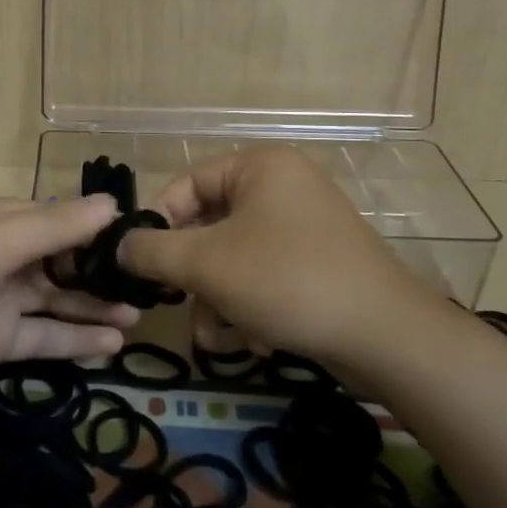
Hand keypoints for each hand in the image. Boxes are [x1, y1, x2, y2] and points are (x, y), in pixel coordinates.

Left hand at [0, 194, 139, 427]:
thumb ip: (55, 226)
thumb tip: (113, 204)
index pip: (54, 216)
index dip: (95, 228)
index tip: (142, 241)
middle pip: (56, 259)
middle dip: (98, 272)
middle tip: (149, 287)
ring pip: (52, 299)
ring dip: (91, 307)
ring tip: (139, 318)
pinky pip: (38, 336)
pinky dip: (72, 339)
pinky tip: (111, 345)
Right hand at [117, 148, 442, 362]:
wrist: (386, 337)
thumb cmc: (287, 281)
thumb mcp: (207, 264)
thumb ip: (154, 251)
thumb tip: (119, 245)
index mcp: (259, 167)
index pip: (187, 183)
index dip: (158, 222)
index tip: (140, 263)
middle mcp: (282, 187)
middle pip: (210, 225)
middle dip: (192, 274)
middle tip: (177, 303)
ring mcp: (304, 226)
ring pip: (234, 257)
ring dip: (217, 298)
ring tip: (216, 336)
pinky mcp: (318, 263)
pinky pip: (264, 275)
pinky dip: (249, 305)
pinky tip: (251, 340)